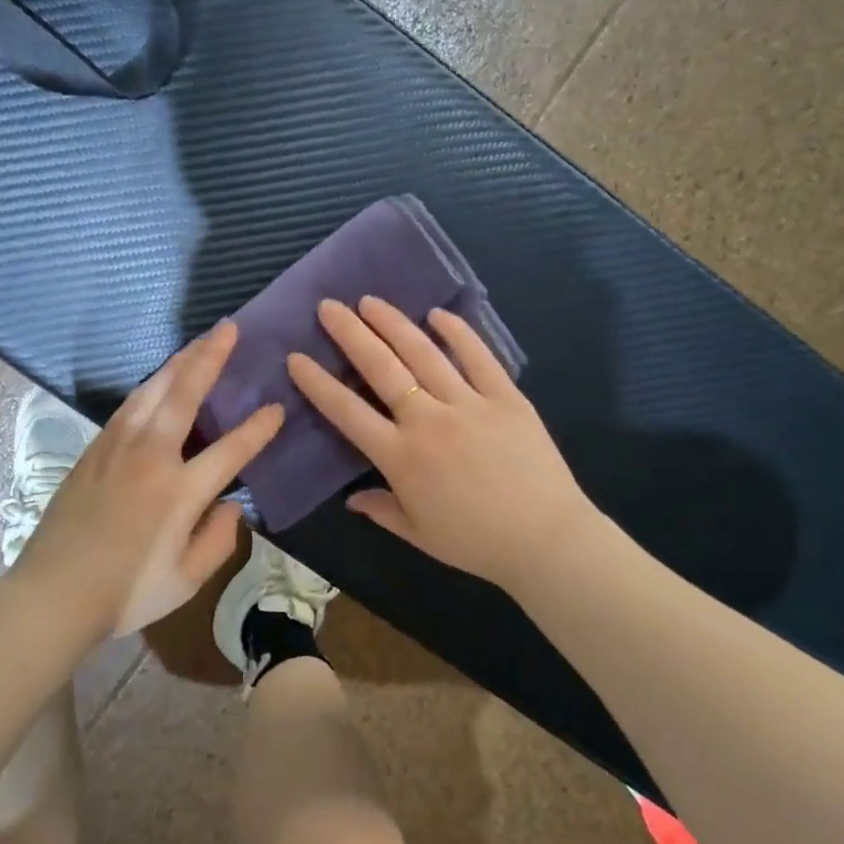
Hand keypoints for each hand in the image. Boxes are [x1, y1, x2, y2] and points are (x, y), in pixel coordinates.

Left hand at [12, 320, 283, 636]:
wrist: (53, 594)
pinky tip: (159, 380)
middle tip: (229, 328)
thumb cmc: (125, 592)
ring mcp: (117, 448)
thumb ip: (218, 540)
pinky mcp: (94, 450)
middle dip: (209, 357)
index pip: (230, 450)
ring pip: (152, 390)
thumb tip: (232, 506)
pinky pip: (129, 405)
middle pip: (184, 394)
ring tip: (199, 342)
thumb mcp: (186, 580)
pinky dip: (150, 385)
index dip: (258, 428)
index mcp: (178, 492)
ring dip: (178, 362)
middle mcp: (149, 457)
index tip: (276, 408)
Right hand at [287, 297, 599, 594]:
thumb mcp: (418, 534)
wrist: (546, 540)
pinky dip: (458, 332)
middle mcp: (428, 421)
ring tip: (370, 301)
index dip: (318, 383)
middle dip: (350, 334)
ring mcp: (469, 404)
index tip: (296, 358)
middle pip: (382, 368)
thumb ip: (381, 510)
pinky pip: (478, 357)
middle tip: (328, 307)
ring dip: (393, 323)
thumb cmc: (476, 542)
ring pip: (424, 354)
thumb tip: (350, 499)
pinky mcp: (506, 397)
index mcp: (401, 457)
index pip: (347, 411)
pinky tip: (437, 314)